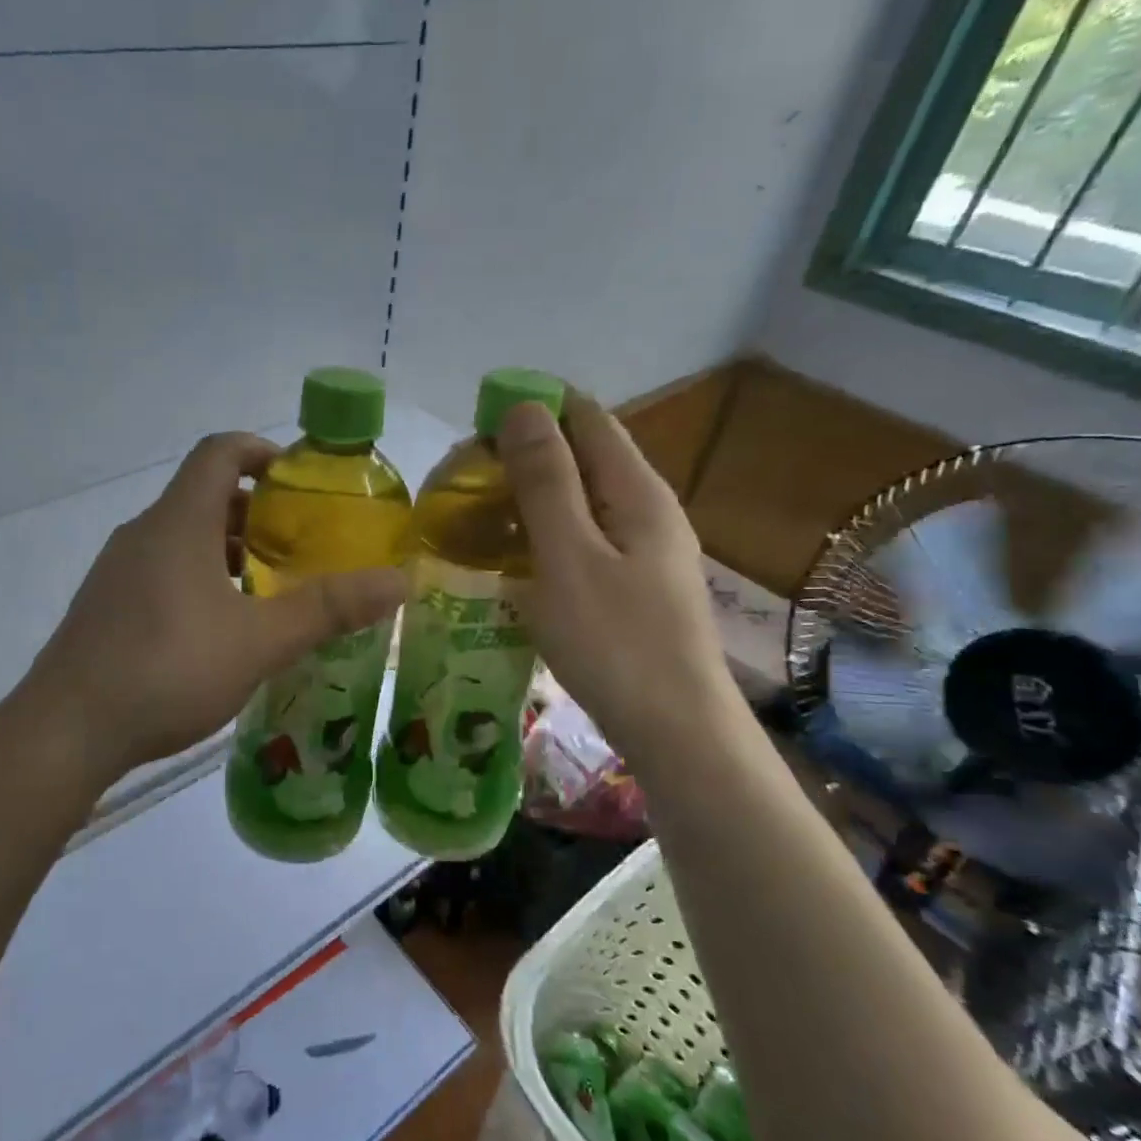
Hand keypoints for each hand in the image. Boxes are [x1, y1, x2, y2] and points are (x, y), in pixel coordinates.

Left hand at [21, 432, 407, 778]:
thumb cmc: (167, 670)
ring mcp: (118, 571)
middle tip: (301, 546)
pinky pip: (163, 570)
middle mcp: (143, 533)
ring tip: (270, 591)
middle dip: (257, 513)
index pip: (220, 452)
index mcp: (178, 522)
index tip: (300, 481)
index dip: (263, 452)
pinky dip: (201, 579)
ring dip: (229, 551)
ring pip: (184, 538)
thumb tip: (398, 580)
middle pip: (205, 496)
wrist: (65, 731)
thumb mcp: (259, 641)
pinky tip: (222, 630)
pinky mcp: (106, 606)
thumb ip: (329, 609)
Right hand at [498, 394, 737, 759]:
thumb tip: (523, 407)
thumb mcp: (568, 556)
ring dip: (531, 499)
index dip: (532, 410)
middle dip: (524, 457)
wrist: (676, 733)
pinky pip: (583, 540)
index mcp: (637, 491)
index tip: (475, 432)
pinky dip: (545, 536)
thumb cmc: (616, 643)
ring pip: (581, 502)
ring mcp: (644, 551)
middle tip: (464, 485)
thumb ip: (546, 481)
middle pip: (583, 457)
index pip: (585, 417)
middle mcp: (647, 510)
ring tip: (477, 518)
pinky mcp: (634, 586)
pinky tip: (514, 560)